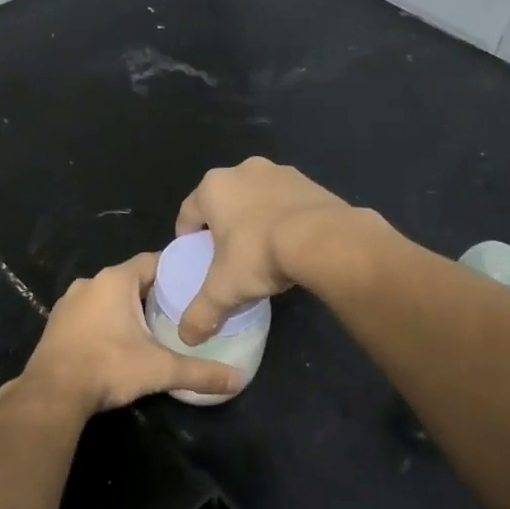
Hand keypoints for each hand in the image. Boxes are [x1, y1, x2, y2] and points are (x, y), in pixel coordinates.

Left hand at [6, 253, 242, 417]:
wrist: (52, 393)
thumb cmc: (109, 367)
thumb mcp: (160, 369)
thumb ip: (200, 372)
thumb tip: (238, 379)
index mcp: (116, 280)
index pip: (153, 261)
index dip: (175, 270)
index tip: (195, 282)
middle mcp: (90, 282)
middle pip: (132, 279)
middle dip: (154, 292)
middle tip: (180, 309)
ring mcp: (69, 302)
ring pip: (109, 296)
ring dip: (128, 307)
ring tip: (153, 327)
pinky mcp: (57, 323)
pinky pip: (90, 312)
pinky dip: (106, 321)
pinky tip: (119, 342)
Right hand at [174, 157, 355, 344]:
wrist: (323, 239)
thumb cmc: (260, 254)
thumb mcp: (224, 289)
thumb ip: (201, 312)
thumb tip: (187, 338)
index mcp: (213, 188)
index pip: (188, 213)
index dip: (188, 237)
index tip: (195, 257)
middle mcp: (242, 170)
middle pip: (223, 201)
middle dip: (223, 225)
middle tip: (228, 255)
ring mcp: (279, 172)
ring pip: (256, 198)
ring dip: (254, 218)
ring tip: (262, 249)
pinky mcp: (309, 181)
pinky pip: (286, 201)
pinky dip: (283, 216)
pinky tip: (291, 242)